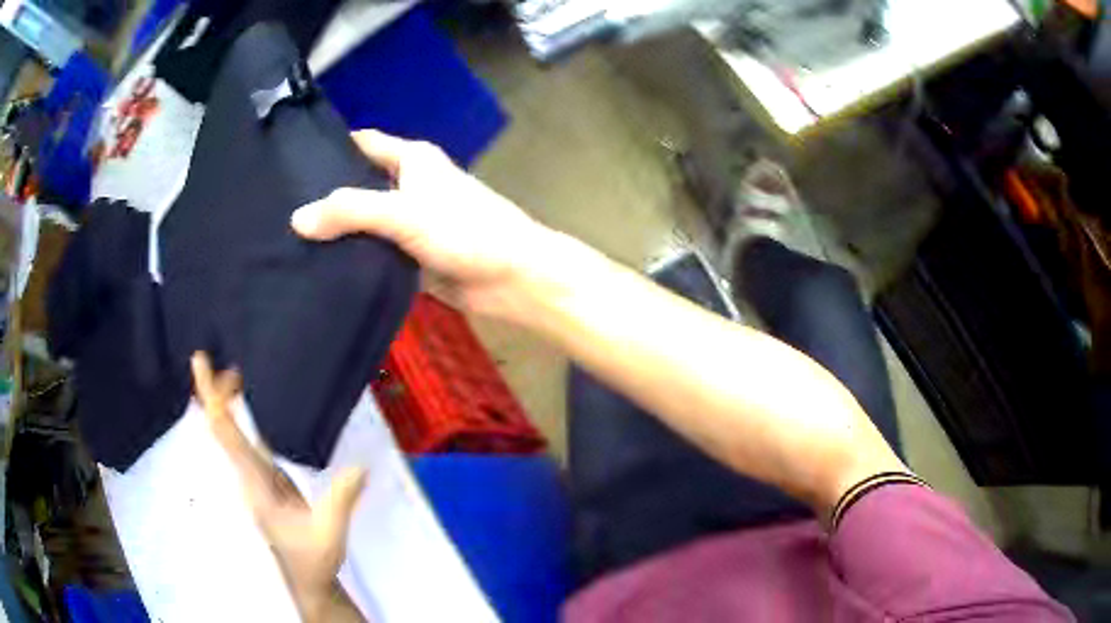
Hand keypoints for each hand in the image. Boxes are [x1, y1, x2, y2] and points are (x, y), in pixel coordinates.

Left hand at [191, 353, 365, 621]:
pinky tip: (246, 405)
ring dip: (224, 402)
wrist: (306, 577)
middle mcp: (247, 474)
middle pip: (219, 428)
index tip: (204, 364)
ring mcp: (254, 477)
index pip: (226, 435)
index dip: (213, 399)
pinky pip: (242, 440)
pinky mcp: (265, 479)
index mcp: (255, 483)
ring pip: (228, 433)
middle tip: (210, 359)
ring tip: (233, 372)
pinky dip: (238, 417)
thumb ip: (341, 500)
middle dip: (212, 393)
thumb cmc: (313, 558)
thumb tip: (360, 466)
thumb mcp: (330, 533)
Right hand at [290, 130, 561, 316]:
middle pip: (358, 184)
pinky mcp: (411, 255)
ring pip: (364, 222)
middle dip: (325, 196)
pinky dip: (353, 258)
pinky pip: (374, 252)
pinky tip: (321, 268)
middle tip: (281, 211)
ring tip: (290, 242)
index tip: (288, 163)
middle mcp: (408, 185)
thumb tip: (297, 219)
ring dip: (337, 232)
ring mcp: (409, 222)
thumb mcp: (404, 212)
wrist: (511, 279)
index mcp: (411, 159)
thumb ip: (350, 212)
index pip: (362, 143)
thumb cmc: (465, 230)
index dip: (329, 148)